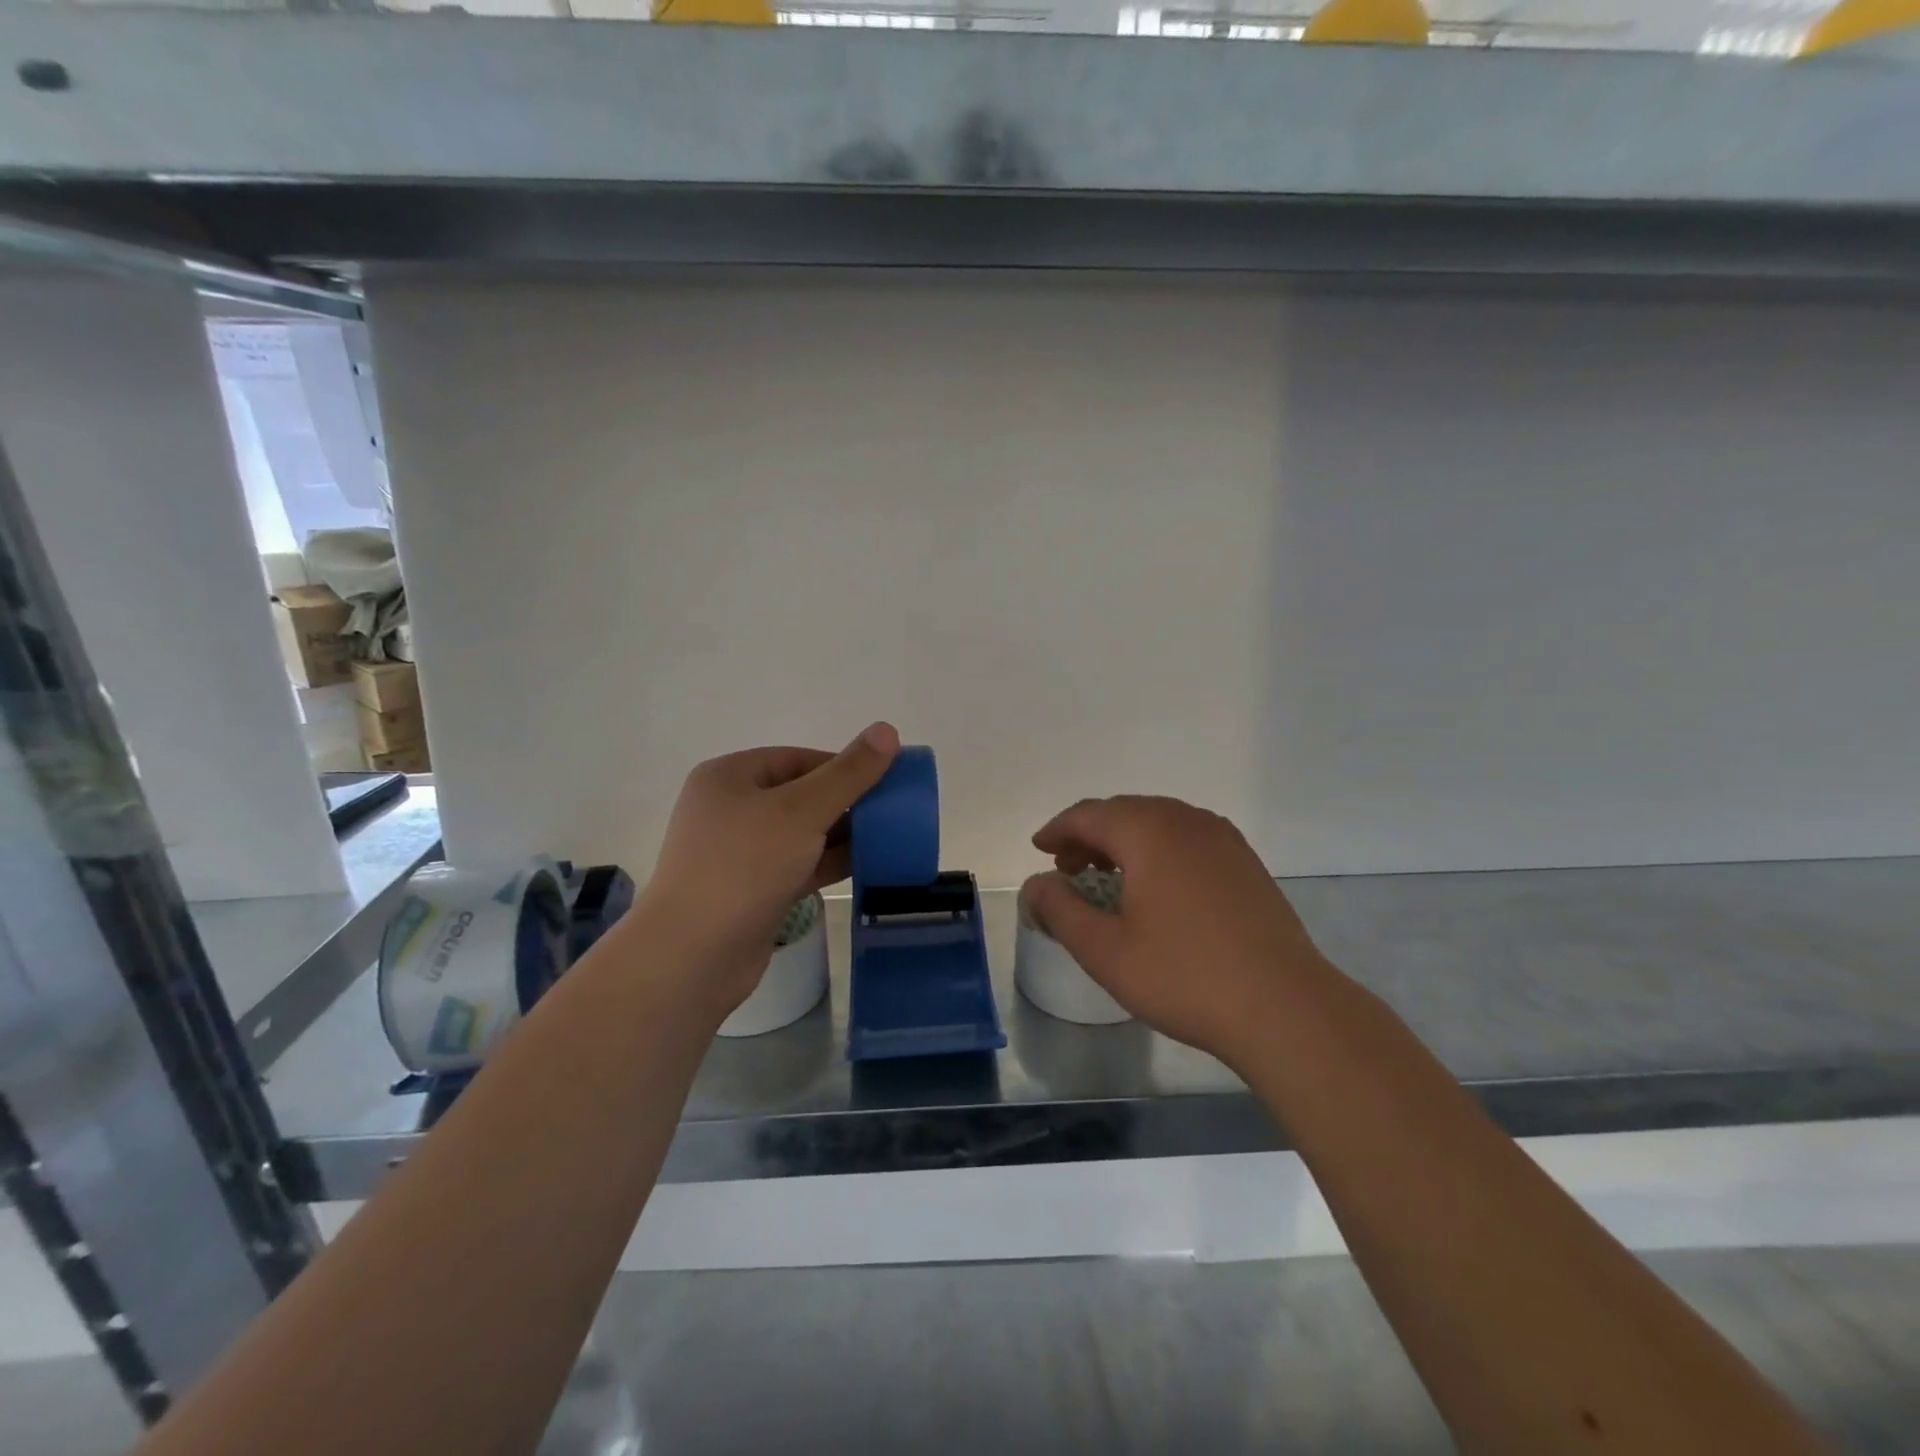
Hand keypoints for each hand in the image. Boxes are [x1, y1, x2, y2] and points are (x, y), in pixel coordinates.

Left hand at [630, 722, 899, 1019]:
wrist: (693, 957)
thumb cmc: (744, 866)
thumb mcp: (802, 811)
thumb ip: (848, 773)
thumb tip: (887, 729)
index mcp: (730, 777)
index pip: (797, 759)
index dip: (843, 766)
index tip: (885, 779)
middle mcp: (731, 810)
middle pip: (800, 795)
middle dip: (846, 802)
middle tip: (891, 810)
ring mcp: (739, 853)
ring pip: (801, 834)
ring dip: (841, 834)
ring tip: (888, 836)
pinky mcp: (752, 891)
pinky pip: (798, 865)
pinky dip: (829, 863)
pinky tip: (867, 864)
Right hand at [1019, 795, 1333, 1068]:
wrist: (1284, 1008)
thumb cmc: (1184, 975)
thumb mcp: (1104, 950)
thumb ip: (1060, 910)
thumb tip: (1035, 886)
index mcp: (1149, 830)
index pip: (1089, 814)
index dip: (1058, 830)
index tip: (1039, 849)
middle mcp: (1186, 820)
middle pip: (1124, 812)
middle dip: (1089, 835)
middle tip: (1068, 869)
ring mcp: (1222, 839)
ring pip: (1158, 824)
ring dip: (1124, 842)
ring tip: (1108, 878)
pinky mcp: (1245, 862)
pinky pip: (1187, 840)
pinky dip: (1158, 852)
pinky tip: (1156, 888)